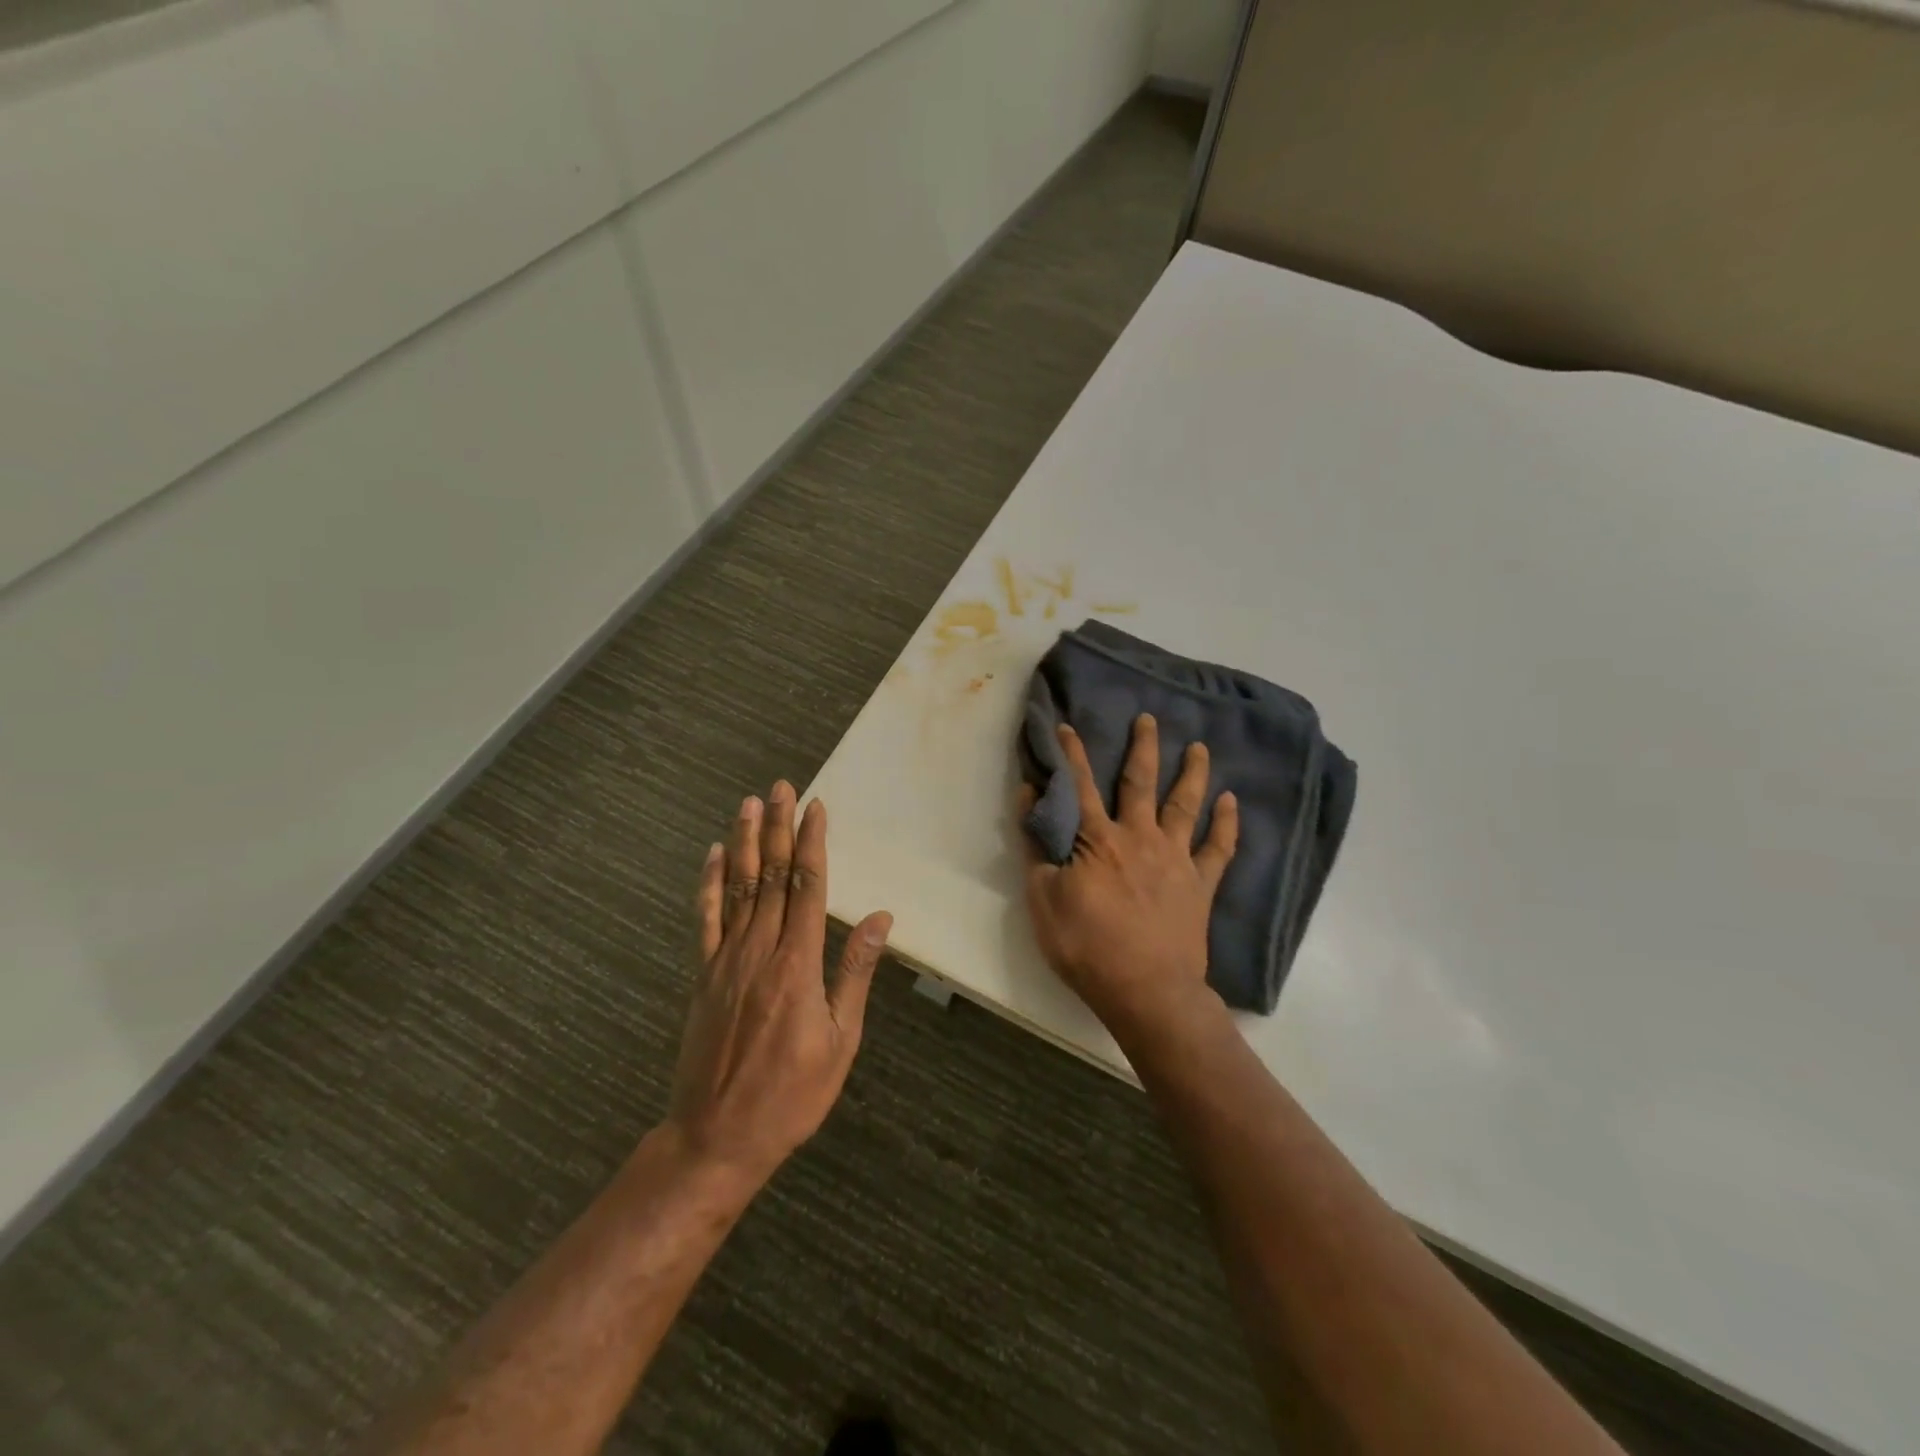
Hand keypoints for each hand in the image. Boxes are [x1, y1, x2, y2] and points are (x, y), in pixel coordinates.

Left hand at [670, 782, 892, 1189]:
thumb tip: (879, 918)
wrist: (716, 1138)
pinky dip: (709, 884)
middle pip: (771, 876)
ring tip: (749, 804)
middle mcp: (760, 951)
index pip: (808, 887)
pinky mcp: (703, 976)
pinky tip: (713, 855)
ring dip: (745, 843)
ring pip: (738, 888)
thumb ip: (855, 972)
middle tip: (782, 788)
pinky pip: (705, 920)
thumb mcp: (841, 1040)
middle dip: (778, 828)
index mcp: (798, 964)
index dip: (812, 843)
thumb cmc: (791, 1094)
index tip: (816, 808)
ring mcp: (725, 961)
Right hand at [1018, 716, 1237, 1045]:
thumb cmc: (1086, 946)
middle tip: (1149, 719)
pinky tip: (1231, 801)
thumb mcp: (1042, 899)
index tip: (1067, 725)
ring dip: (1192, 774)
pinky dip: (1226, 824)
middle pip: (1141, 783)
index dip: (1072, 754)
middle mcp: (1139, 837)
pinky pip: (1218, 848)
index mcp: (1097, 840)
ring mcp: (1175, 859)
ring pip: (1184, 805)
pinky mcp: (1201, 885)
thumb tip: (1030, 797)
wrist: (1146, 990)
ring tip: (1200, 747)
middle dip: (1143, 748)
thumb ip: (1035, 846)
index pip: (1081, 786)